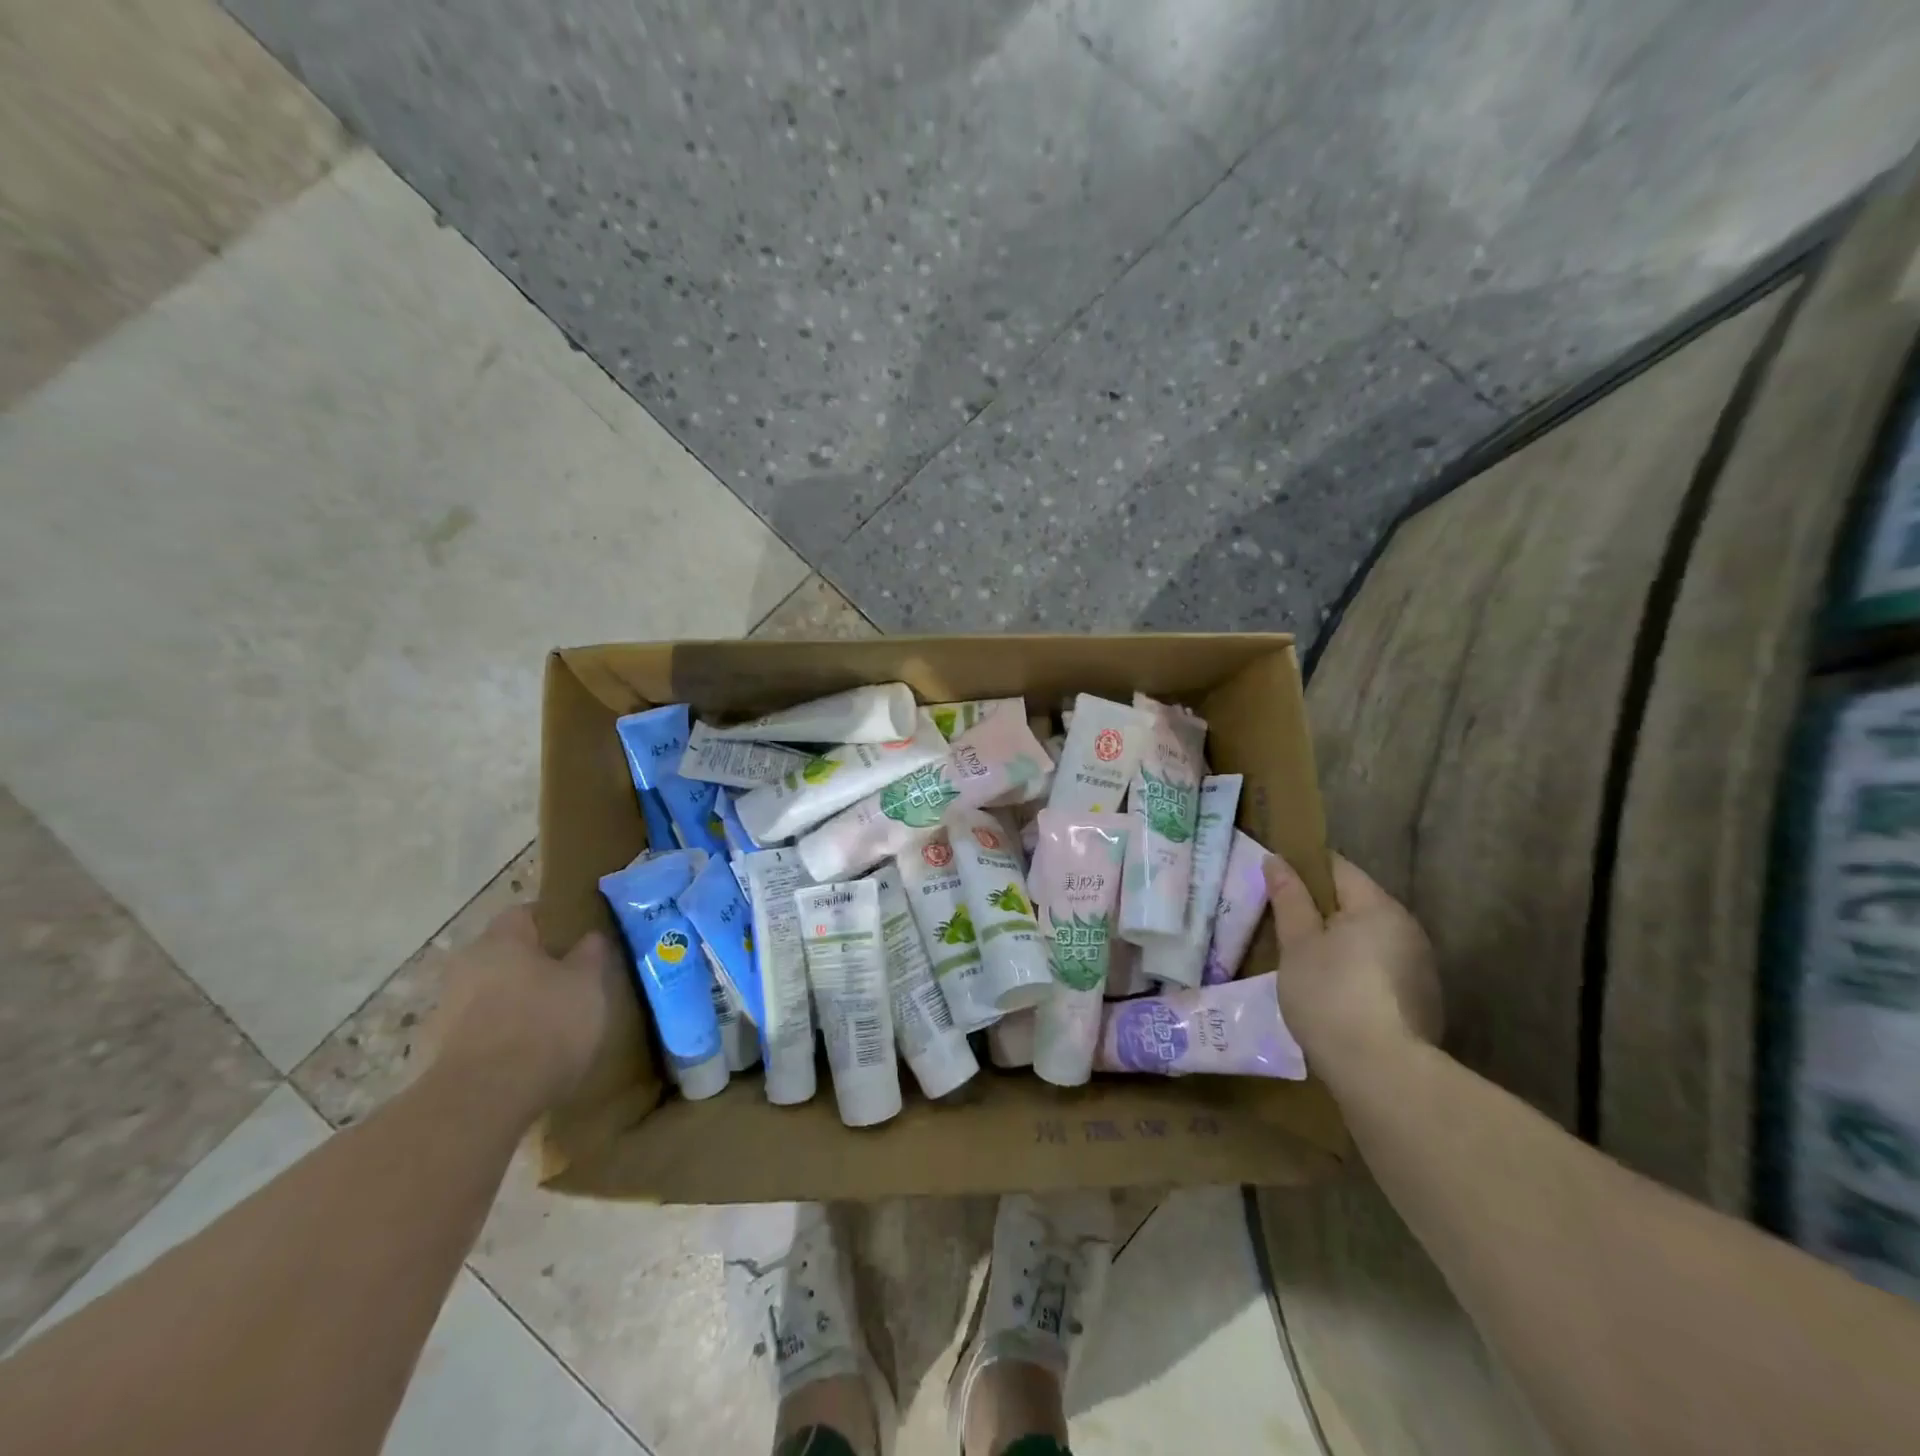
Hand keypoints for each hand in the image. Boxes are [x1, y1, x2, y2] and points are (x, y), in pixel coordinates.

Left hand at [429, 905, 624, 1119]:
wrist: (482, 1100)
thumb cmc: (545, 1024)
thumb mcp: (588, 984)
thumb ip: (590, 955)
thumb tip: (590, 937)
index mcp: (502, 940)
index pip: (524, 914)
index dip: (550, 923)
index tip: (574, 939)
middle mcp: (466, 965)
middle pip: (501, 954)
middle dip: (529, 965)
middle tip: (564, 981)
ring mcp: (444, 1010)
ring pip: (486, 993)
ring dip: (510, 1002)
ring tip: (546, 1023)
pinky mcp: (434, 1052)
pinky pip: (474, 1031)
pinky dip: (496, 1035)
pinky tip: (522, 1056)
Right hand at [1266, 853, 1441, 1084]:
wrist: (1382, 1074)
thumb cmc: (1330, 996)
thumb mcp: (1298, 944)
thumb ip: (1288, 898)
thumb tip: (1276, 859)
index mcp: (1378, 906)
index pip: (1337, 867)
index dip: (1303, 868)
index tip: (1274, 880)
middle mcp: (1407, 928)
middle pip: (1355, 902)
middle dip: (1319, 908)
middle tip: (1280, 924)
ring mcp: (1420, 967)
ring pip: (1368, 937)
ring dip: (1338, 941)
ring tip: (1302, 961)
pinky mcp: (1422, 1001)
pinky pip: (1380, 967)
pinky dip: (1355, 969)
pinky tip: (1332, 993)